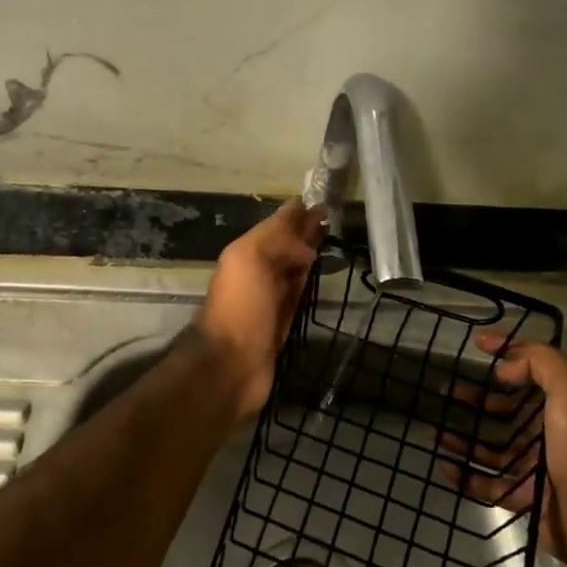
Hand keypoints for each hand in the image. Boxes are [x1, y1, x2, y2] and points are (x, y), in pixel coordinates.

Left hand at [192, 201, 325, 420]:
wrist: (232, 366)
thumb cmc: (240, 307)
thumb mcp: (250, 259)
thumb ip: (277, 240)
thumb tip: (307, 245)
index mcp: (246, 252)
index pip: (276, 225)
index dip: (296, 212)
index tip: (323, 201)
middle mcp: (259, 272)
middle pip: (287, 245)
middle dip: (306, 230)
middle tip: (334, 217)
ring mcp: (271, 298)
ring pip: (294, 267)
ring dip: (310, 253)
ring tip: (333, 239)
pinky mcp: (284, 323)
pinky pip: (300, 293)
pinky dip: (310, 281)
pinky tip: (323, 273)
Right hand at [438, 330, 566, 555]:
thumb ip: (540, 363)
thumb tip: (504, 367)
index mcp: (564, 405)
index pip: (532, 371)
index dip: (507, 352)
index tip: (477, 344)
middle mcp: (550, 434)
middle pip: (505, 411)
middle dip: (475, 399)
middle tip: (445, 391)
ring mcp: (536, 468)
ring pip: (492, 449)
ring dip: (464, 438)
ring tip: (435, 430)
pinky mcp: (524, 499)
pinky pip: (487, 485)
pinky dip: (464, 476)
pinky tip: (444, 465)